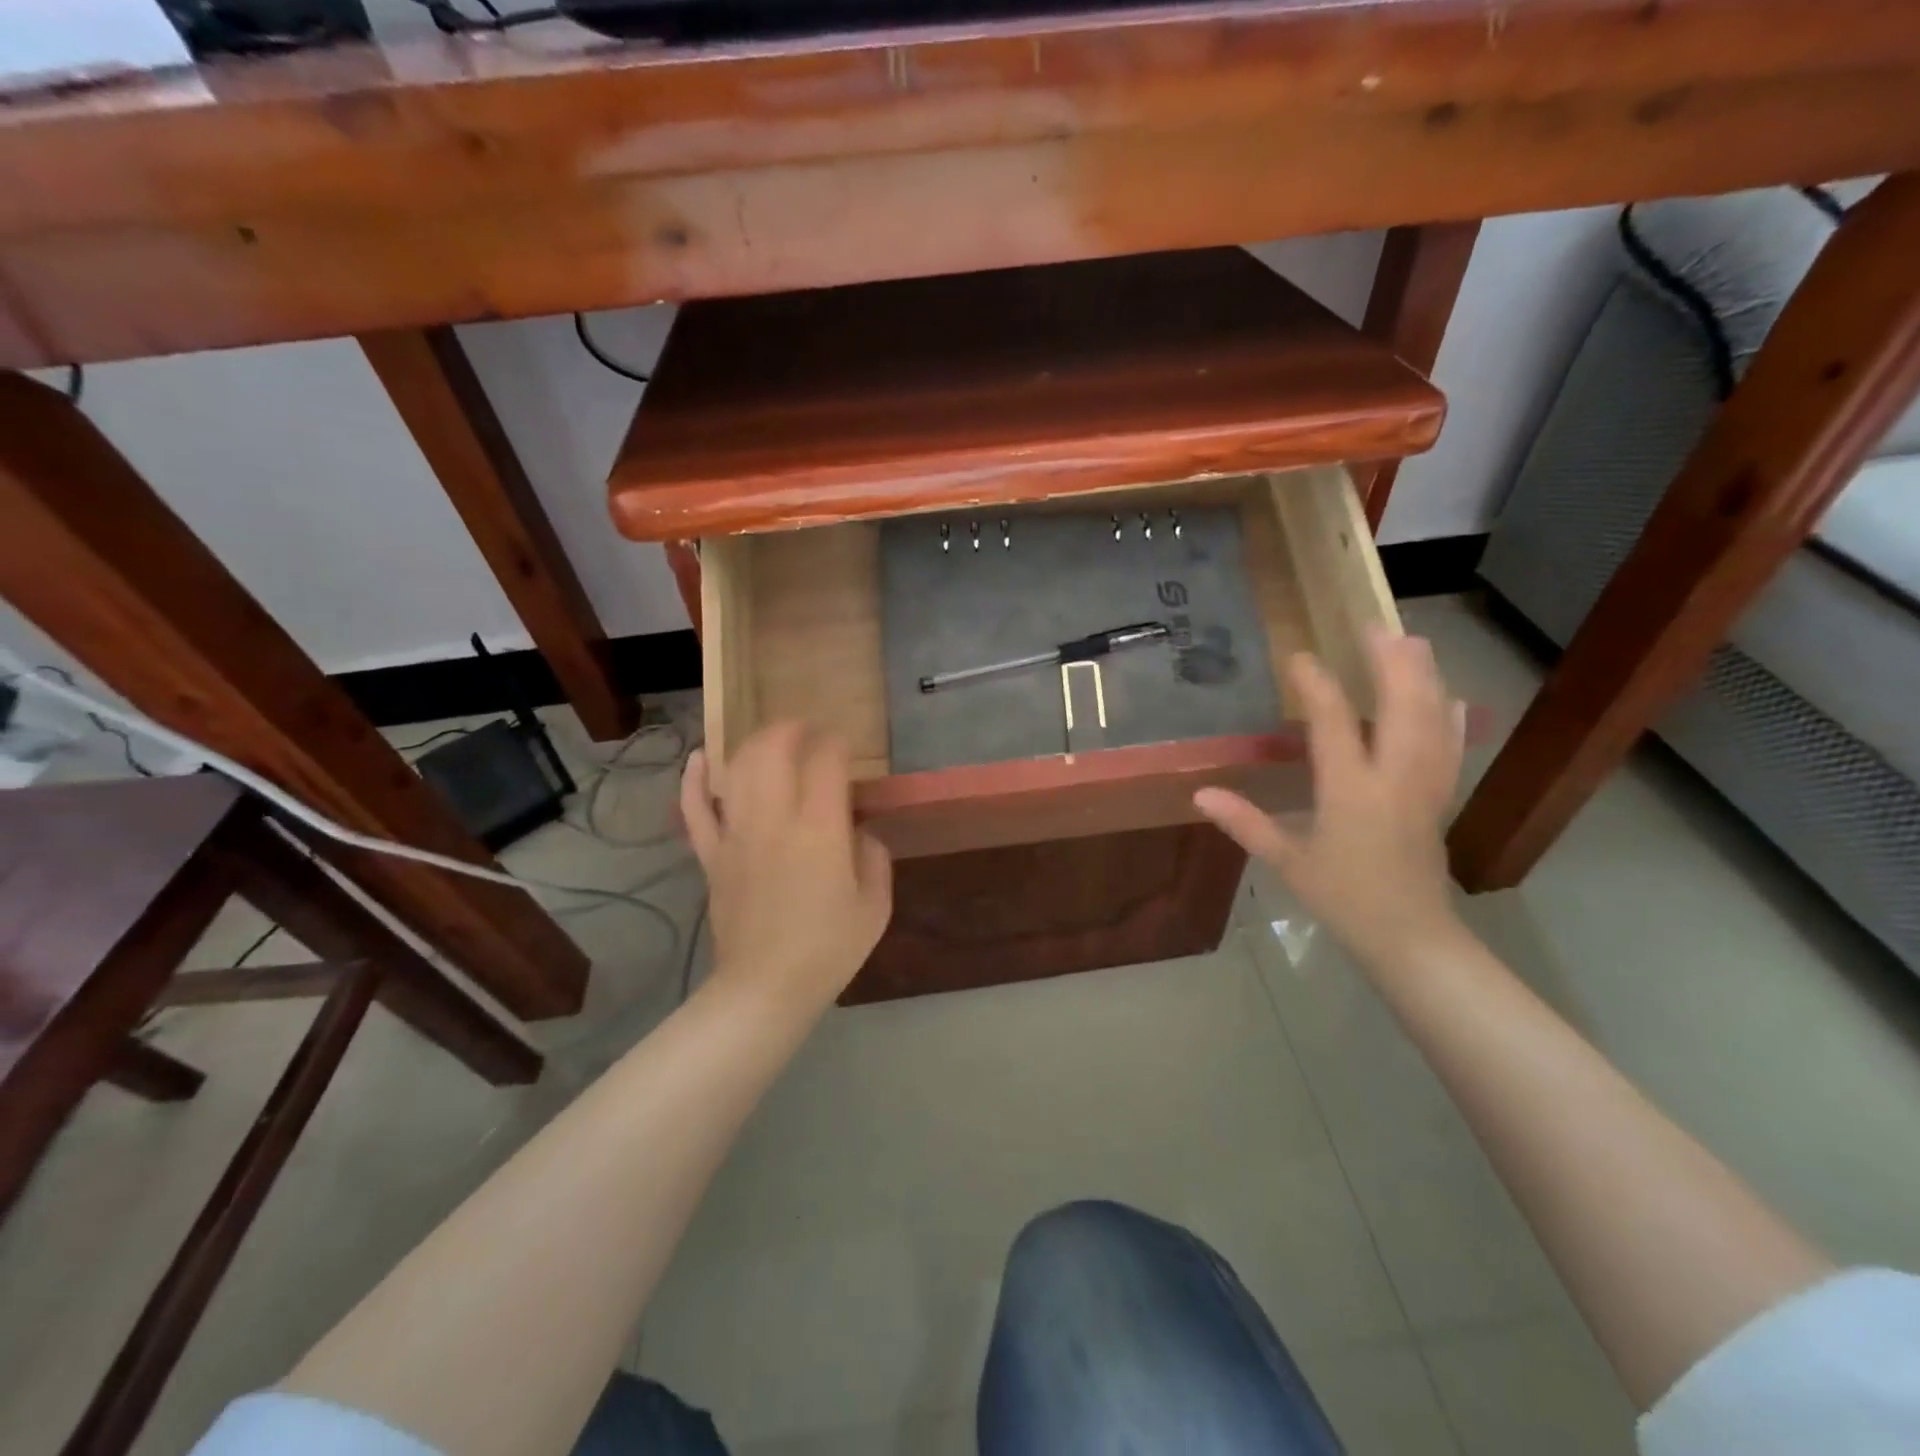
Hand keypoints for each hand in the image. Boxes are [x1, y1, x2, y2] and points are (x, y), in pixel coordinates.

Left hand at [681, 723, 892, 1016]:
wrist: (765, 988)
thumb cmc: (829, 949)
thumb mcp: (875, 905)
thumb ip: (873, 855)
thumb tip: (857, 830)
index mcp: (819, 831)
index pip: (826, 762)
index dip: (837, 745)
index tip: (845, 748)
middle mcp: (774, 821)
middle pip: (772, 751)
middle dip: (792, 730)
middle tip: (808, 730)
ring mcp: (736, 836)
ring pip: (735, 769)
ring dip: (753, 744)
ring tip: (771, 739)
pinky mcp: (711, 856)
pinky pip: (694, 810)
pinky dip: (693, 779)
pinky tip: (699, 758)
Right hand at [1194, 629, 1465, 976]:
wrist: (1410, 937)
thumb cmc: (1343, 898)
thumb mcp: (1288, 861)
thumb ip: (1245, 822)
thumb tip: (1201, 793)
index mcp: (1351, 791)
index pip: (1335, 723)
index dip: (1317, 685)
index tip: (1300, 656)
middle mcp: (1394, 778)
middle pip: (1403, 706)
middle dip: (1391, 663)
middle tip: (1376, 626)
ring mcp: (1424, 786)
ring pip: (1433, 719)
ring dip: (1424, 677)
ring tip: (1413, 642)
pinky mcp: (1440, 798)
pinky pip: (1450, 746)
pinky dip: (1450, 716)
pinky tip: (1451, 697)